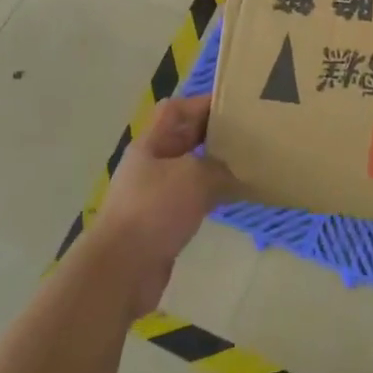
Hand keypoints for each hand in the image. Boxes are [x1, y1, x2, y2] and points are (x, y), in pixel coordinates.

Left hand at [87, 95, 232, 316]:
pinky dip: (213, 194)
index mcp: (151, 143)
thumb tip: (235, 171)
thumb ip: (219, 167)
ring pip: (191, 169)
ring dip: (216, 165)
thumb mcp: (194, 177)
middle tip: (251, 131)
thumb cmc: (154, 210)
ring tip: (249, 161)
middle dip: (215, 133)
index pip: (178, 109)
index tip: (237, 104)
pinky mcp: (163, 222)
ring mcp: (155, 194)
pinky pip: (193, 198)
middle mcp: (151, 164)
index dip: (204, 102)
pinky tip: (236, 196)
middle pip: (185, 138)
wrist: (121, 270)